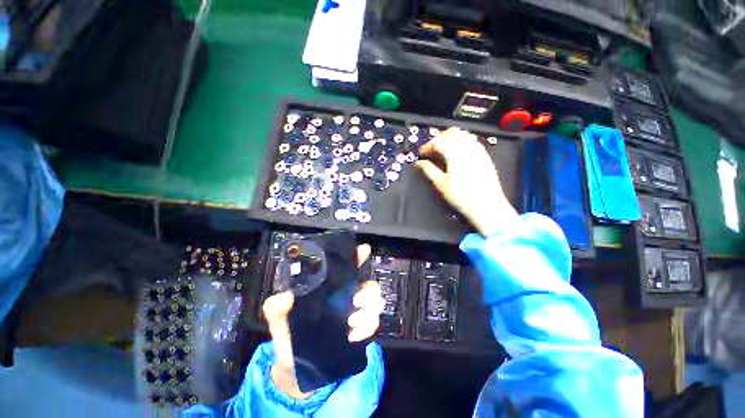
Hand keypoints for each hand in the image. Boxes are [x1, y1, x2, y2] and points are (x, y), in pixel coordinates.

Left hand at [262, 244, 383, 397]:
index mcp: (332, 288)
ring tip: (351, 323)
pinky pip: (373, 325)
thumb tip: (286, 296)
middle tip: (355, 302)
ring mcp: (356, 315)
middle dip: (368, 291)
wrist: (294, 368)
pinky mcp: (360, 333)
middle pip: (370, 285)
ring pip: (376, 303)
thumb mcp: (279, 318)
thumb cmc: (288, 335)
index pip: (349, 268)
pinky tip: (353, 337)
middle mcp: (347, 297)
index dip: (359, 257)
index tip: (364, 250)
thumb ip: (277, 307)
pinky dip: (368, 329)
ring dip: (369, 311)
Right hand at [416, 127, 517, 235]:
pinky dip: (462, 142)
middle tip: (432, 150)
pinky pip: (472, 141)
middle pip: (451, 132)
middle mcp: (467, 147)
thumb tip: (419, 163)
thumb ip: (429, 170)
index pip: (438, 141)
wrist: (487, 205)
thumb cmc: (461, 196)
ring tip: (444, 151)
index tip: (421, 154)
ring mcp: (478, 150)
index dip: (427, 146)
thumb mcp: (441, 183)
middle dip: (439, 138)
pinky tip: (458, 154)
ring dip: (451, 138)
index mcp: (455, 153)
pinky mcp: (485, 155)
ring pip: (463, 134)